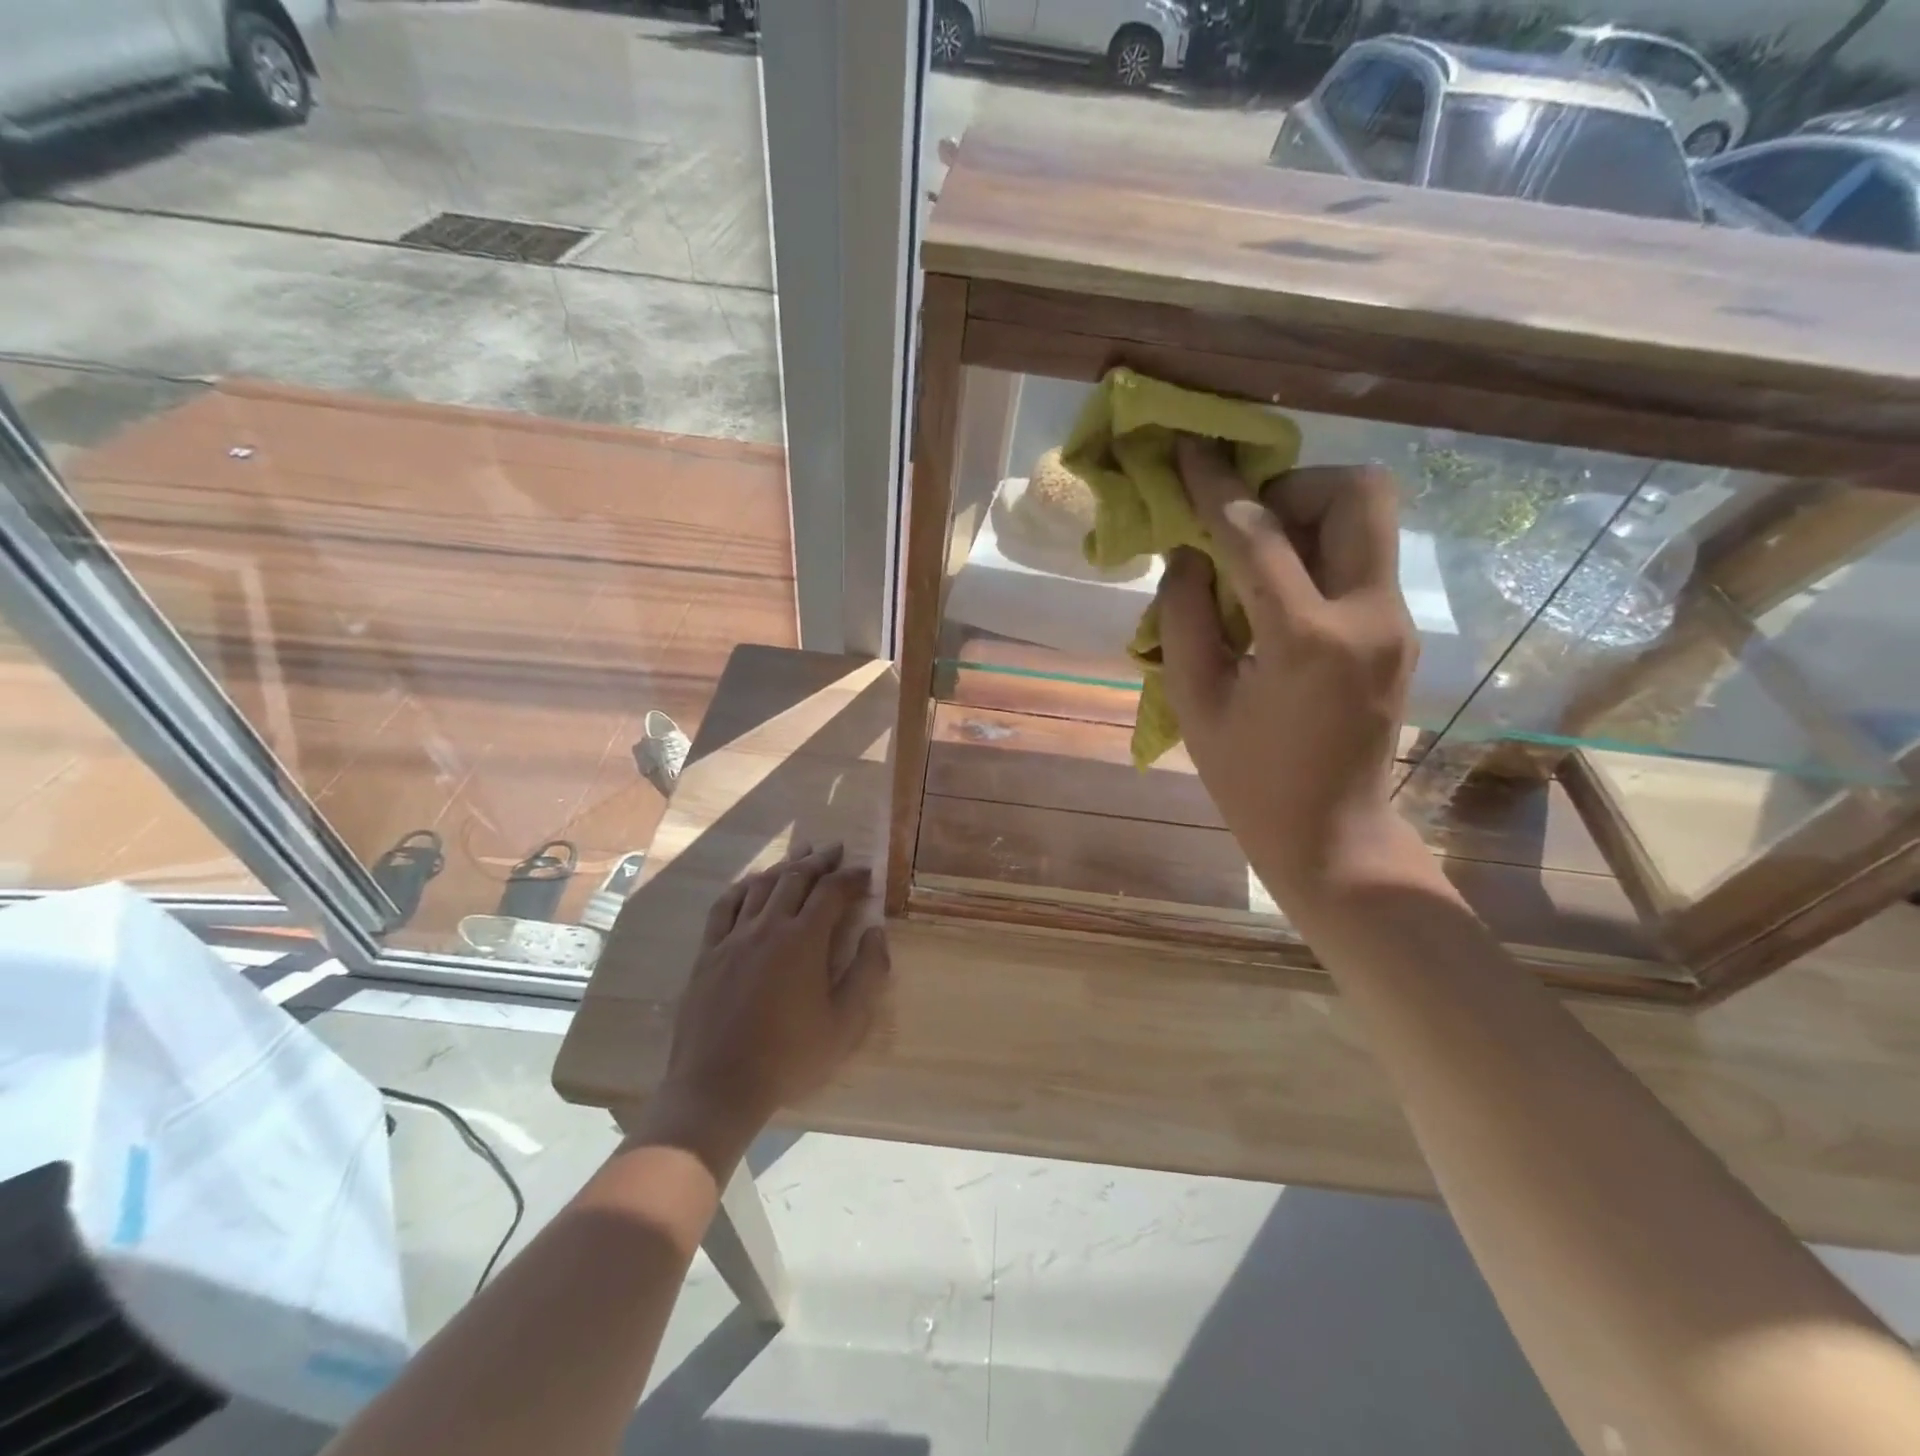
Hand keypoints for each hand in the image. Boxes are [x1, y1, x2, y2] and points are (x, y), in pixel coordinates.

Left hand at [648, 842, 889, 1165]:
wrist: (718, 1086)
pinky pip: (725, 905)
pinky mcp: (708, 952)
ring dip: (785, 865)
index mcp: (803, 940)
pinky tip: (753, 882)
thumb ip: (868, 973)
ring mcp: (733, 937)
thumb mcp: (846, 1024)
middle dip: (820, 860)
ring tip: (801, 853)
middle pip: (796, 878)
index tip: (866, 872)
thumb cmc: (790, 1058)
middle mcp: (768, 926)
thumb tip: (876, 932)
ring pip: (762, 885)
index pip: (832, 892)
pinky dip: (744, 886)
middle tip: (836, 849)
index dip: (851, 877)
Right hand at [1158, 437, 1417, 904]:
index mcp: (1307, 640)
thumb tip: (1187, 552)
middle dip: (1293, 485)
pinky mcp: (1399, 634)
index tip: (1188, 452)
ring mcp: (1395, 623)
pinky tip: (1276, 595)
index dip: (1216, 487)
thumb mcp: (1195, 701)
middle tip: (1243, 523)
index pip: (1258, 535)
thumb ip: (1184, 616)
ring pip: (1369, 519)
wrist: (1332, 837)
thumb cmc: (1249, 781)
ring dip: (1308, 514)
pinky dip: (1317, 552)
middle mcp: (1368, 615)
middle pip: (1358, 492)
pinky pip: (1362, 560)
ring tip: (1255, 558)